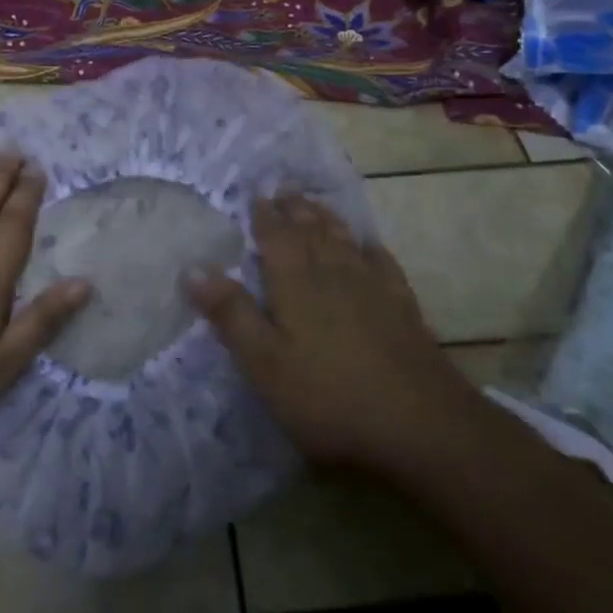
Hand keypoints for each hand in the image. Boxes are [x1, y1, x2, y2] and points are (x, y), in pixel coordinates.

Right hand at [184, 193, 467, 478]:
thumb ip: (231, 314)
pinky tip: (369, 246)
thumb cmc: (329, 398)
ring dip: (327, 220)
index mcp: (296, 285)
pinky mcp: (402, 308)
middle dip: (295, 209)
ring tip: (316, 205)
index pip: (276, 238)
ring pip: (344, 241)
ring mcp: (372, 289)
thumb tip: (193, 267)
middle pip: (311, 232)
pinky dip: (370, 248)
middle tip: (285, 188)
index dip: (265, 216)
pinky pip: (382, 264)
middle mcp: (333, 274)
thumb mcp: (265, 364)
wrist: (419, 424)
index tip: (257, 194)